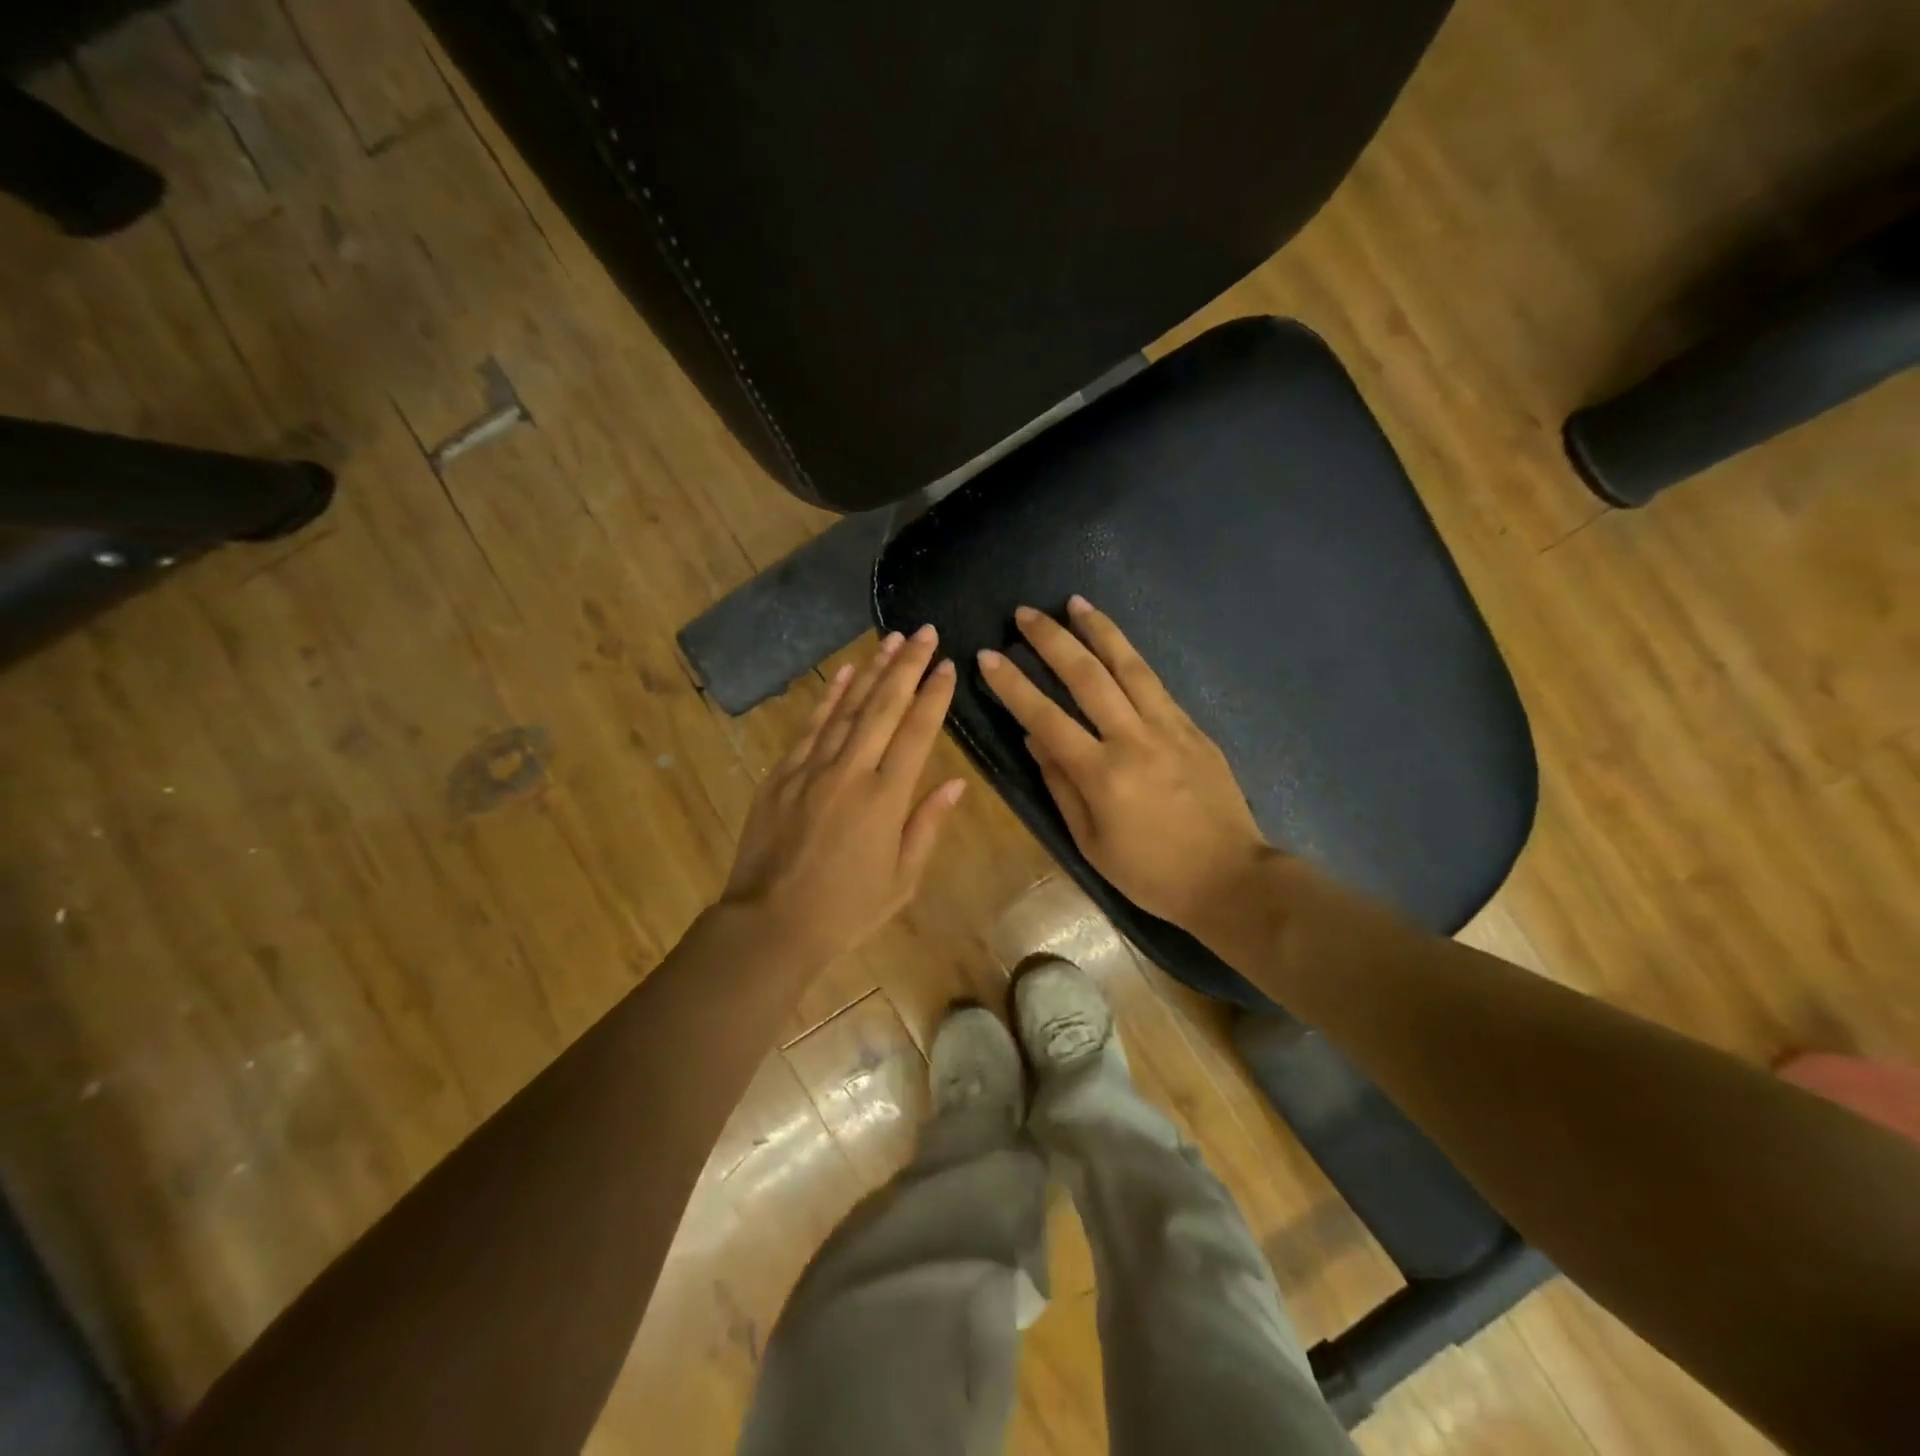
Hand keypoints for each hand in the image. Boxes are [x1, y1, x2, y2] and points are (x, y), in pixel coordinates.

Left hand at [721, 626, 965, 967]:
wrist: (770, 924)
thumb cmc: (846, 910)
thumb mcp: (902, 879)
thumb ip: (927, 825)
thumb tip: (955, 783)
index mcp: (886, 798)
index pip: (916, 732)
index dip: (934, 695)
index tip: (948, 664)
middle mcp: (851, 771)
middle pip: (884, 707)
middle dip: (908, 666)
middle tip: (924, 632)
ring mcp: (812, 768)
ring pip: (847, 707)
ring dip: (872, 670)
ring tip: (892, 639)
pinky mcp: (783, 773)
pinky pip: (810, 726)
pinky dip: (829, 697)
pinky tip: (844, 673)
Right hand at [977, 596, 1274, 930]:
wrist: (1230, 879)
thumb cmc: (1151, 873)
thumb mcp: (1091, 843)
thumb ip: (1060, 785)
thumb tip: (1033, 738)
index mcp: (1102, 776)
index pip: (1045, 718)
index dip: (1013, 685)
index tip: (988, 657)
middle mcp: (1133, 740)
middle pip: (1086, 677)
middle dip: (1051, 640)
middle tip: (1025, 613)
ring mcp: (1169, 728)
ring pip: (1128, 666)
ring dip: (1098, 630)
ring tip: (1074, 602)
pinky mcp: (1193, 728)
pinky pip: (1156, 683)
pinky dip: (1131, 656)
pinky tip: (1116, 643)